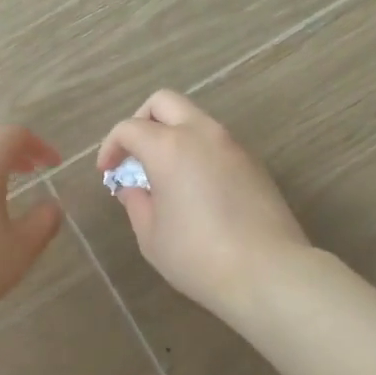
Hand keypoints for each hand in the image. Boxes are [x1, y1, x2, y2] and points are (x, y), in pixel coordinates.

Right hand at [96, 91, 309, 321]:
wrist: (268, 273)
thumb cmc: (197, 256)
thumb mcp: (151, 236)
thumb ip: (136, 203)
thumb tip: (134, 188)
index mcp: (169, 147)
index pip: (129, 128)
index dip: (111, 146)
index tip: (107, 172)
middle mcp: (202, 134)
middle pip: (164, 102)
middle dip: (141, 120)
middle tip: (134, 154)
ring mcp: (233, 146)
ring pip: (195, 119)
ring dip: (173, 135)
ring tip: (164, 175)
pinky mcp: (254, 164)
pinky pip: (217, 143)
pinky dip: (198, 152)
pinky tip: (195, 189)